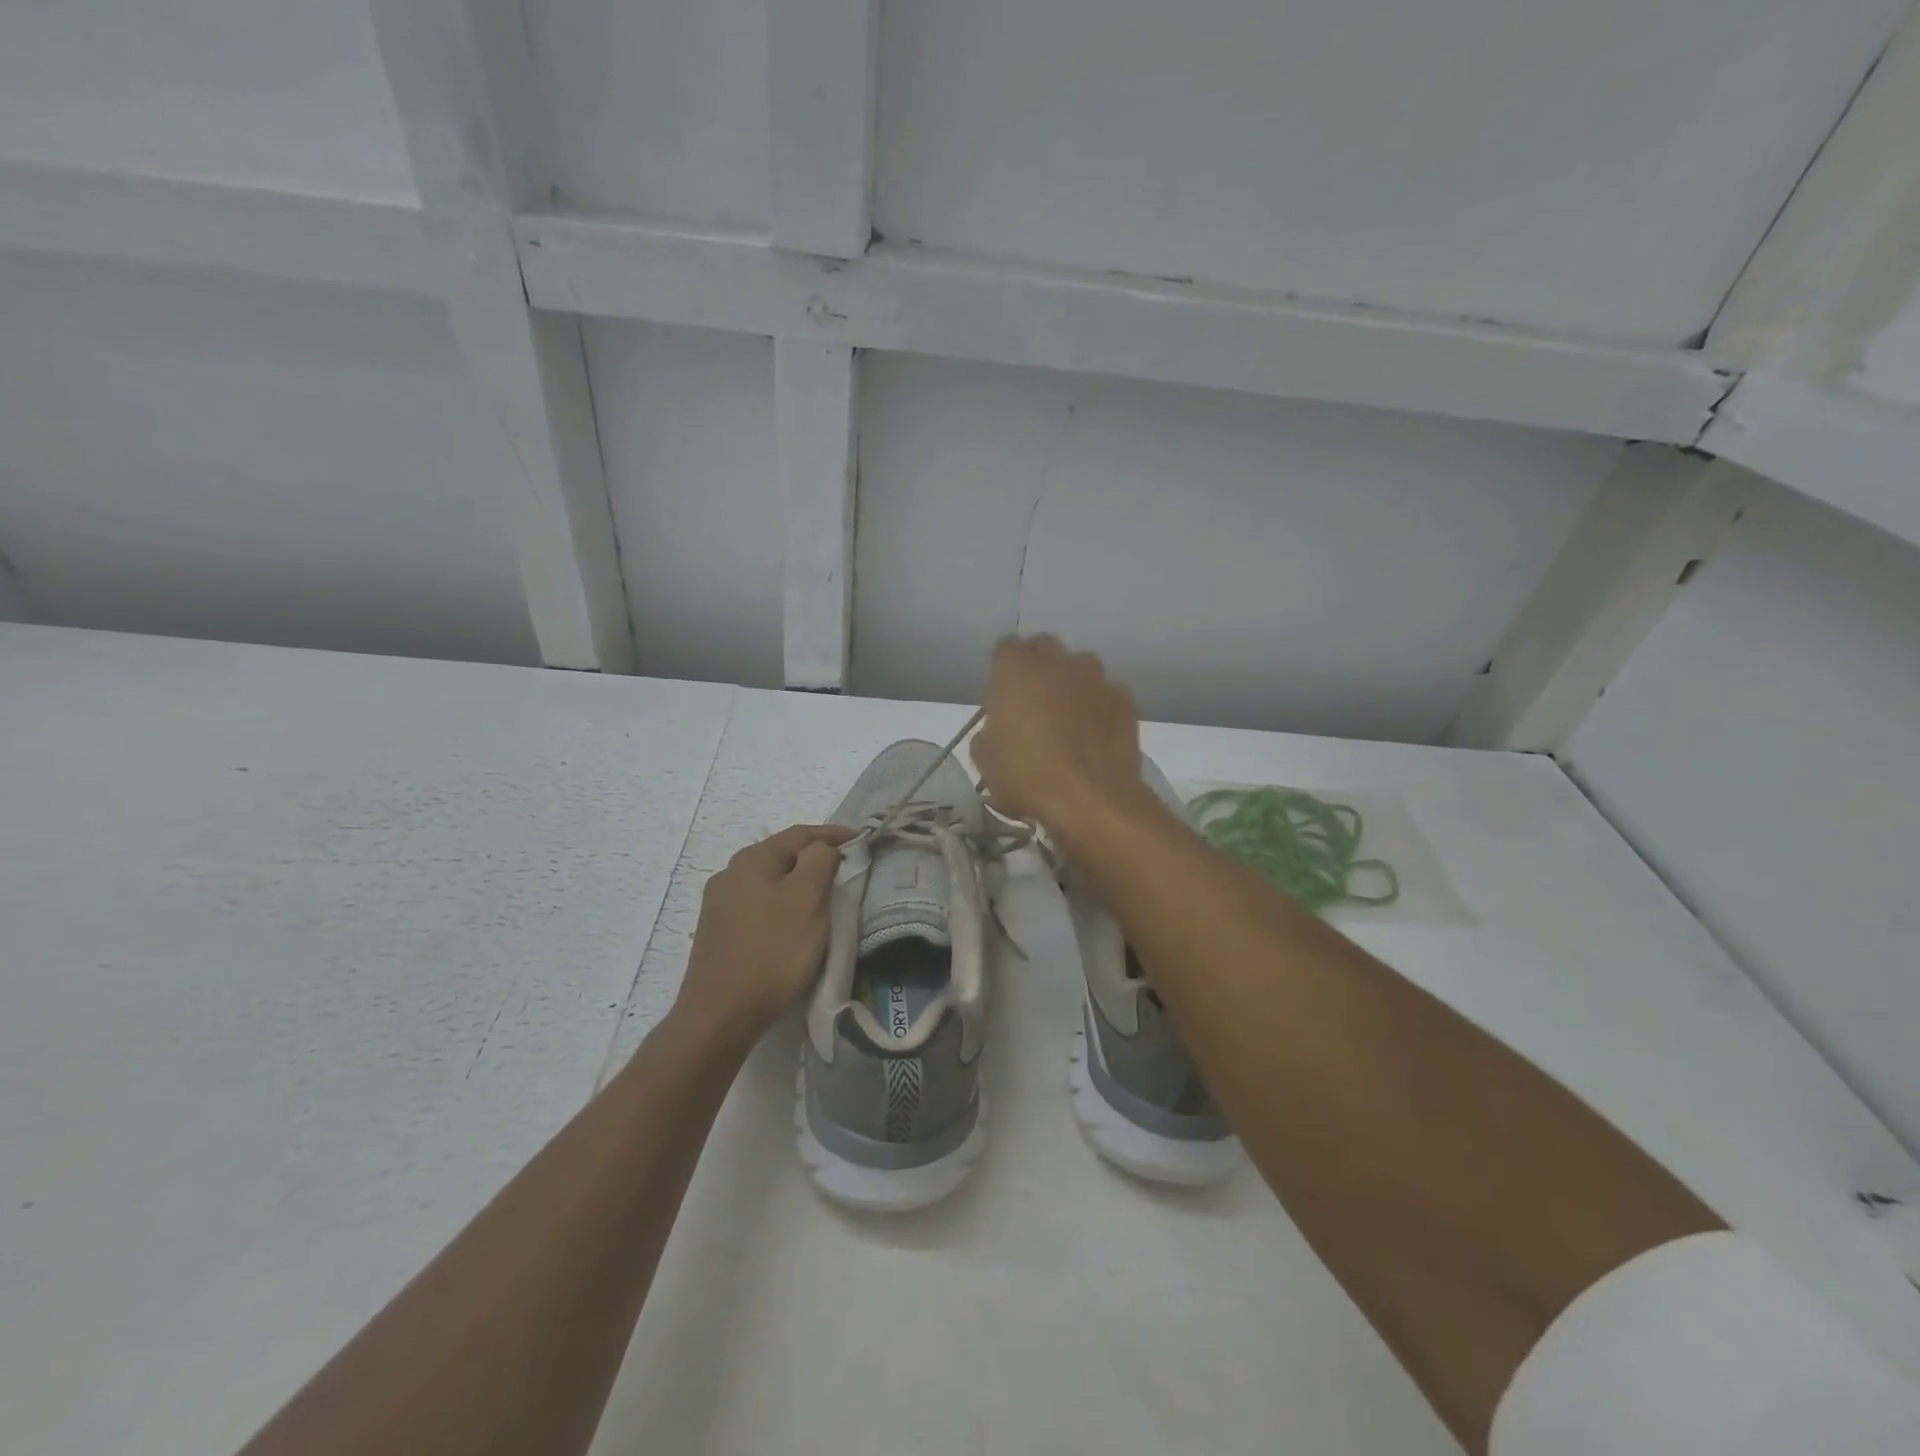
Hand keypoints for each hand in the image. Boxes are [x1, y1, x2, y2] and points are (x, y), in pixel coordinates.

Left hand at [674, 824, 852, 1048]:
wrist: (720, 1014)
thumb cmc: (772, 951)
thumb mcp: (808, 899)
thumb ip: (820, 861)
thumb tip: (822, 848)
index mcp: (752, 859)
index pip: (800, 834)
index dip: (833, 835)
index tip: (861, 841)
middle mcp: (730, 874)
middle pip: (782, 856)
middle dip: (814, 859)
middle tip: (845, 869)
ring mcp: (719, 904)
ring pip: (769, 883)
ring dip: (797, 885)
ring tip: (822, 897)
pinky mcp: (718, 933)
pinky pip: (758, 906)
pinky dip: (781, 906)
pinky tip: (791, 924)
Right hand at [972, 635, 1145, 831]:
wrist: (1090, 799)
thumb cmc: (1026, 776)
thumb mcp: (984, 760)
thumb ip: (989, 731)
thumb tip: (999, 729)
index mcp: (1016, 669)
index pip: (1006, 648)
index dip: (1004, 670)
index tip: (1002, 695)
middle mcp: (1057, 662)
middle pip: (1045, 648)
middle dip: (1038, 668)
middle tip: (1034, 703)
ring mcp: (1096, 678)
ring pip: (1081, 668)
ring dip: (1072, 685)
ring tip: (1069, 720)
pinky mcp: (1124, 700)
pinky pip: (1107, 694)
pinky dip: (1100, 708)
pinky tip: (1096, 736)